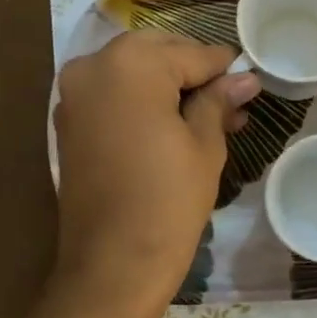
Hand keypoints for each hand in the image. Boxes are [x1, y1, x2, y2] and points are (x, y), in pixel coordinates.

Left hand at [52, 32, 259, 312]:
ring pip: (133, 75)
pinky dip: (142, 103)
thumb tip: (245, 78)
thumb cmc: (169, 200)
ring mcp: (74, 94)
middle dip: (193, 74)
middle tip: (230, 101)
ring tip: (210, 117)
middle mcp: (93, 66)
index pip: (191, 53)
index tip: (249, 80)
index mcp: (131, 63)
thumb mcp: (204, 144)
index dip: (224, 68)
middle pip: (157, 55)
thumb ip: (219, 101)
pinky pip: (113, 97)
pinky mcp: (68, 122)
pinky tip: (174, 125)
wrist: (114, 264)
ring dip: (168, 88)